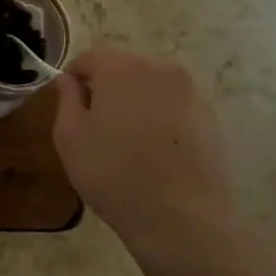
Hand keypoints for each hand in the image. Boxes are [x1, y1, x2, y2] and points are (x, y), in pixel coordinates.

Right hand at [52, 47, 239, 260]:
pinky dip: (159, 117)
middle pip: (123, 67)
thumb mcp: (69, 137)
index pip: (89, 58)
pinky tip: (153, 150)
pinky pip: (172, 105)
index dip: (74, 80)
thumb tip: (69, 81)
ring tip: (126, 139)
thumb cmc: (113, 173)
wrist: (180, 217)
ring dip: (134, 102)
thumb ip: (66, 99)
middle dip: (106, 88)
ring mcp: (190, 92)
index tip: (69, 108)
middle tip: (96, 125)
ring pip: (150, 86)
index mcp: (121, 68)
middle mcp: (159, 69)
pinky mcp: (209, 116)